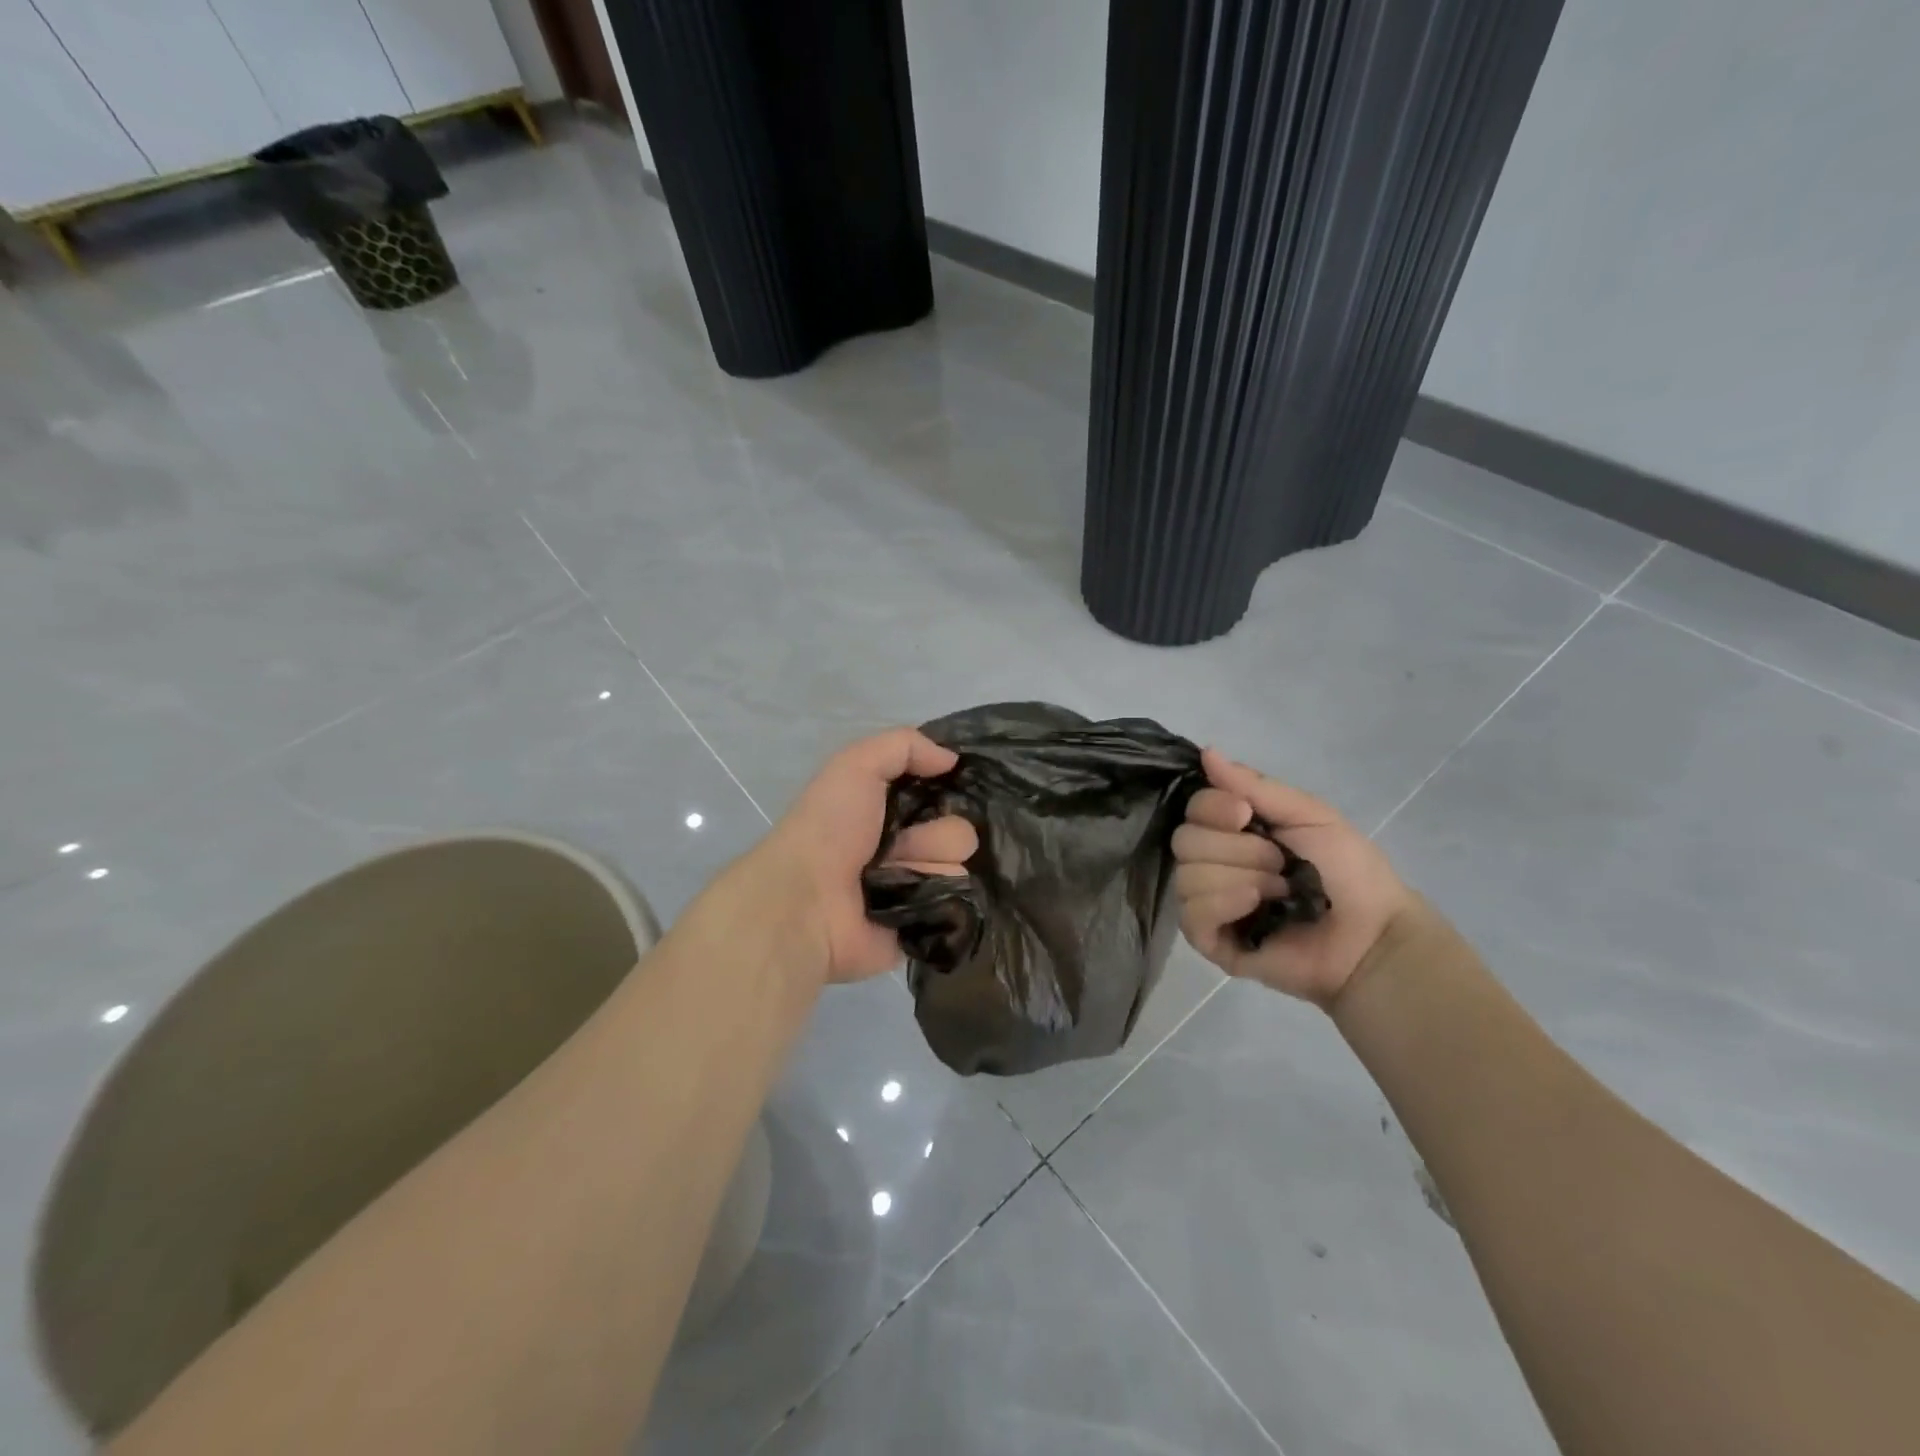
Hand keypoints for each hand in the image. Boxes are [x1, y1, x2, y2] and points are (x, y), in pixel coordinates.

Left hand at [758, 728, 977, 983]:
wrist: (806, 902)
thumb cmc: (828, 827)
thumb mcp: (856, 765)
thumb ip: (905, 746)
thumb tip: (951, 759)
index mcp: (889, 811)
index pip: (944, 796)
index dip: (948, 791)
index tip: (945, 792)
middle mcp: (905, 849)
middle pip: (959, 834)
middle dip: (937, 835)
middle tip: (899, 844)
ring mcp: (915, 890)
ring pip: (959, 869)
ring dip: (930, 868)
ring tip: (895, 877)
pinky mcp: (923, 926)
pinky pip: (958, 908)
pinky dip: (939, 903)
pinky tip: (911, 901)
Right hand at [1173, 750, 1414, 1007]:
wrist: (1371, 934)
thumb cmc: (1347, 871)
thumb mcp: (1307, 814)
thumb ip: (1254, 784)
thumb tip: (1206, 751)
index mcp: (1232, 832)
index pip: (1192, 808)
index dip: (1213, 808)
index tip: (1246, 814)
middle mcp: (1212, 863)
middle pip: (1184, 841)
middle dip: (1236, 850)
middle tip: (1279, 864)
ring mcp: (1208, 903)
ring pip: (1186, 876)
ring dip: (1238, 878)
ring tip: (1278, 893)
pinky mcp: (1209, 940)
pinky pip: (1190, 914)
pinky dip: (1223, 903)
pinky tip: (1255, 907)